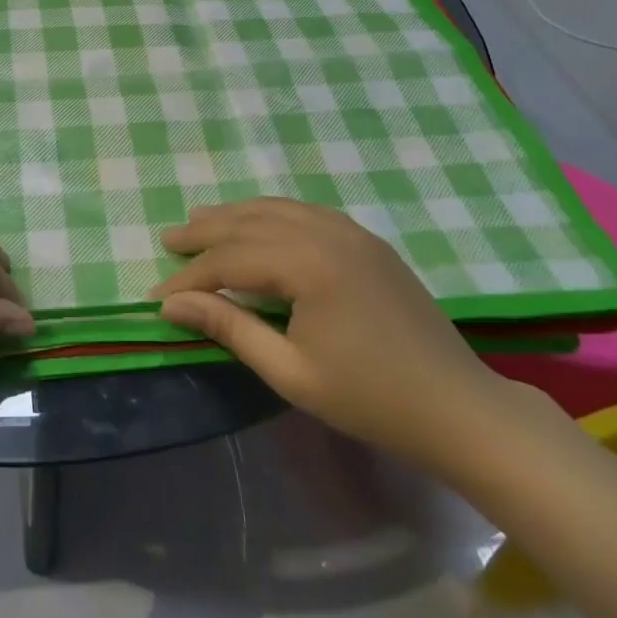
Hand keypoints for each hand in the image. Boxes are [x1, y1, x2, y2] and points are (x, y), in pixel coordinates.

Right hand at [152, 198, 508, 464]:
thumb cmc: (371, 399)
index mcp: (309, 264)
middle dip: (205, 232)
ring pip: (277, 210)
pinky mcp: (367, 241)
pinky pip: (306, 212)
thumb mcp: (290, 372)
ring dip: (235, 215)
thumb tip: (173, 305)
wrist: (459, 408)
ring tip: (200, 218)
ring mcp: (352, 232)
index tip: (157, 296)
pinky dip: (271, 214)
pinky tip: (257, 222)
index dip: (190, 278)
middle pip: (250, 223)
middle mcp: (327, 233)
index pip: (231, 261)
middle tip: (168, 239)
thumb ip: (230, 328)